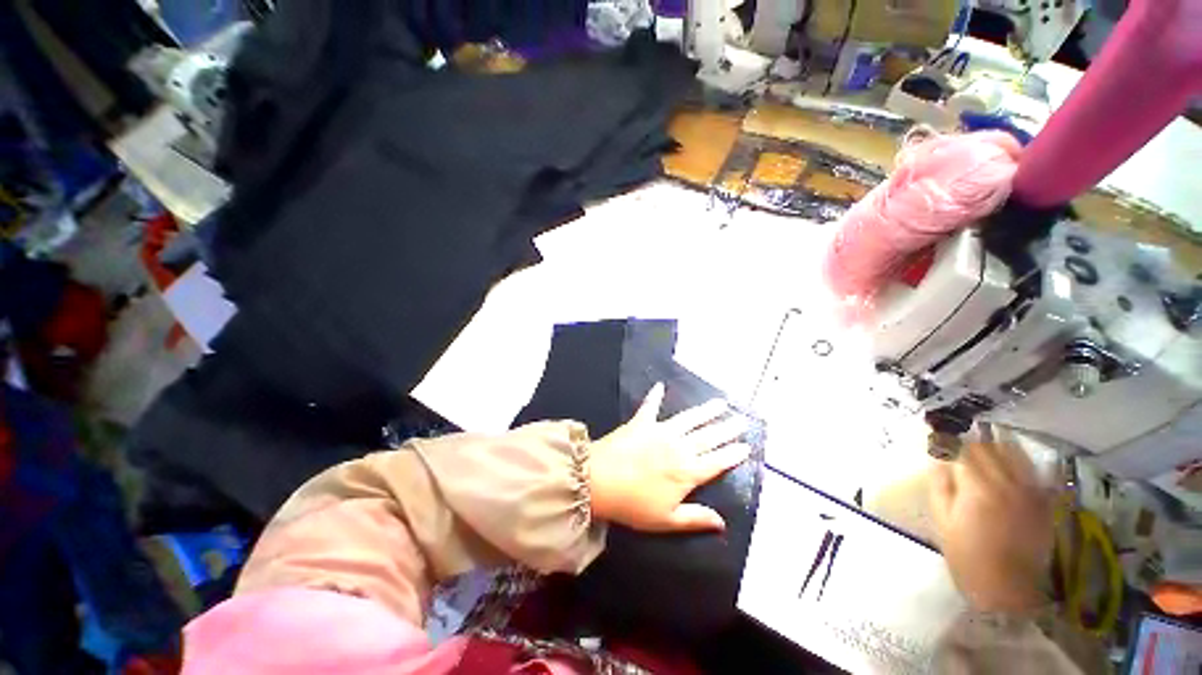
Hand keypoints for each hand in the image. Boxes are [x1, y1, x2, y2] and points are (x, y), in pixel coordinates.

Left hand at [588, 384, 749, 532]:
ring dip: (705, 410)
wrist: (598, 481)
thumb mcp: (666, 520)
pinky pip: (650, 406)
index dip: (733, 453)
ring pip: (689, 418)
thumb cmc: (633, 505)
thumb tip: (722, 522)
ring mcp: (660, 431)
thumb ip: (695, 518)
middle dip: (727, 428)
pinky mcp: (641, 422)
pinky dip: (655, 395)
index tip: (747, 445)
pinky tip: (660, 385)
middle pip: (709, 436)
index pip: (717, 461)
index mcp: (687, 472)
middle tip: (742, 419)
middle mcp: (678, 447)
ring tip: (720, 402)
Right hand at [929, 440, 1053, 613]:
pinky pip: (1032, 469)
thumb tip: (937, 460)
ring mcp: (1029, 491)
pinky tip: (1009, 463)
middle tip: (958, 444)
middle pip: (988, 447)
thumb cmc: (966, 555)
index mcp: (977, 488)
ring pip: (1014, 452)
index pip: (962, 449)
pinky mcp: (1043, 501)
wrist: (1007, 588)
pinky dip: (1018, 460)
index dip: (948, 441)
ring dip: (995, 445)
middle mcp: (1006, 483)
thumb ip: (940, 485)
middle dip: (970, 442)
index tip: (939, 439)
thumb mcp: (942, 521)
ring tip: (984, 448)